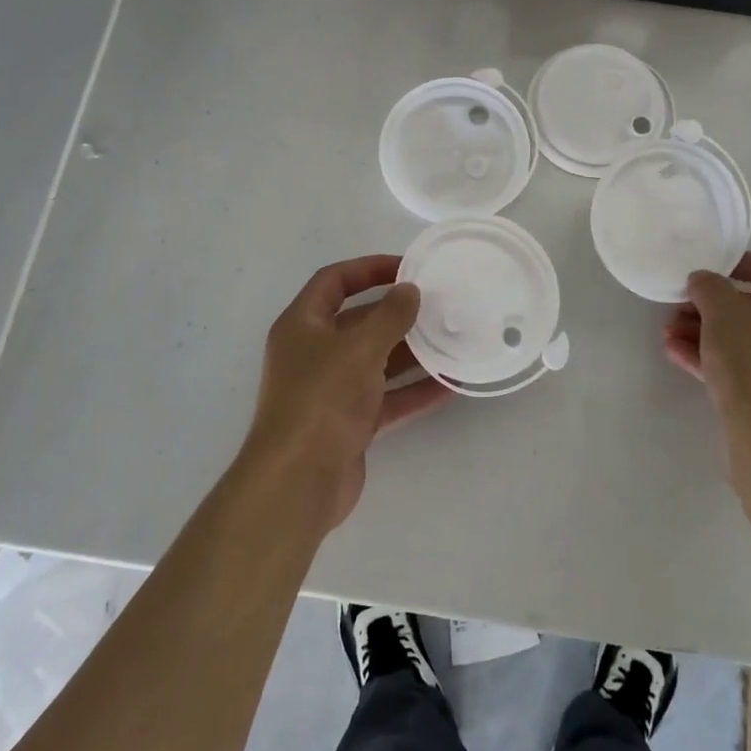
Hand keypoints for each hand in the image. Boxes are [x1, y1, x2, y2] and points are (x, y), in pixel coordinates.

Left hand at [241, 255, 449, 533]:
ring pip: (376, 361)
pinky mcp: (349, 424)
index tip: (407, 268)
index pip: (333, 281)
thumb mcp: (359, 348)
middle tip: (438, 304)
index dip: (368, 268)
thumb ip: (389, 316)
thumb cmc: (322, 400)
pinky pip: (387, 398)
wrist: (298, 483)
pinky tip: (450, 385)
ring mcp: (331, 391)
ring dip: (411, 352)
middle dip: (397, 313)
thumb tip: (410, 290)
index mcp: (302, 325)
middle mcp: (313, 354)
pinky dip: (414, 391)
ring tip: (452, 339)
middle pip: (358, 322)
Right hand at [663, 251, 750, 497]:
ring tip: (669, 332)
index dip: (748, 263)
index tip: (714, 267)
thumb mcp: (723, 313)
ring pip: (746, 341)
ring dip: (706, 333)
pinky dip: (712, 358)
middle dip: (714, 305)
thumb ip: (709, 287)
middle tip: (681, 304)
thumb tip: (703, 280)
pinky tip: (676, 354)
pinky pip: (742, 369)